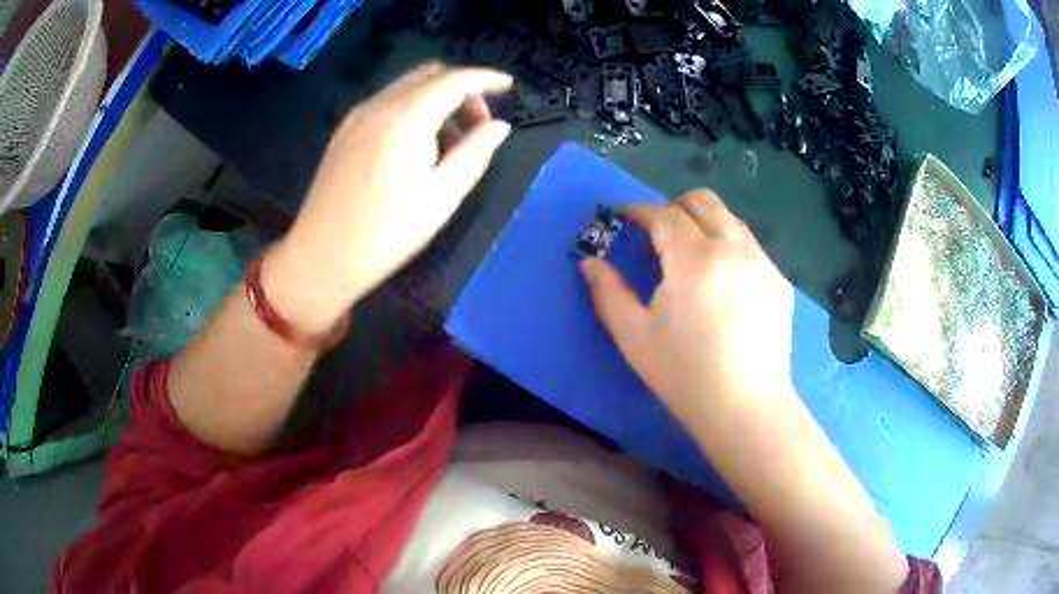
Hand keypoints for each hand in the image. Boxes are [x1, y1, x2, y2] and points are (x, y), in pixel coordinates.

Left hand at [264, 63, 512, 333]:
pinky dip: (412, 108)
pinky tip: (416, 145)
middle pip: (429, 74)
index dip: (485, 78)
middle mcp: (379, 105)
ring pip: (406, 86)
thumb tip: (499, 126)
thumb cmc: (386, 233)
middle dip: (461, 88)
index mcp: (406, 118)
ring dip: (437, 98)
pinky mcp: (344, 133)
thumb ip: (474, 154)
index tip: (508, 86)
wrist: (321, 257)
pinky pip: (387, 103)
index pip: (454, 80)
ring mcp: (356, 117)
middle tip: (479, 124)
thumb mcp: (441, 197)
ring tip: (450, 141)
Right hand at [580, 189, 794, 428]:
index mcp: (696, 258)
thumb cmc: (684, 374)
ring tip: (691, 258)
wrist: (746, 407)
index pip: (664, 214)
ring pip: (731, 221)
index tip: (623, 217)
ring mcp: (762, 264)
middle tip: (657, 233)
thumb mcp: (634, 336)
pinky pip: (750, 248)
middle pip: (704, 201)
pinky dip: (729, 250)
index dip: (639, 211)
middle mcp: (734, 248)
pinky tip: (723, 287)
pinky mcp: (779, 283)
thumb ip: (608, 292)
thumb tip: (590, 263)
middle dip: (675, 206)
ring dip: (705, 225)